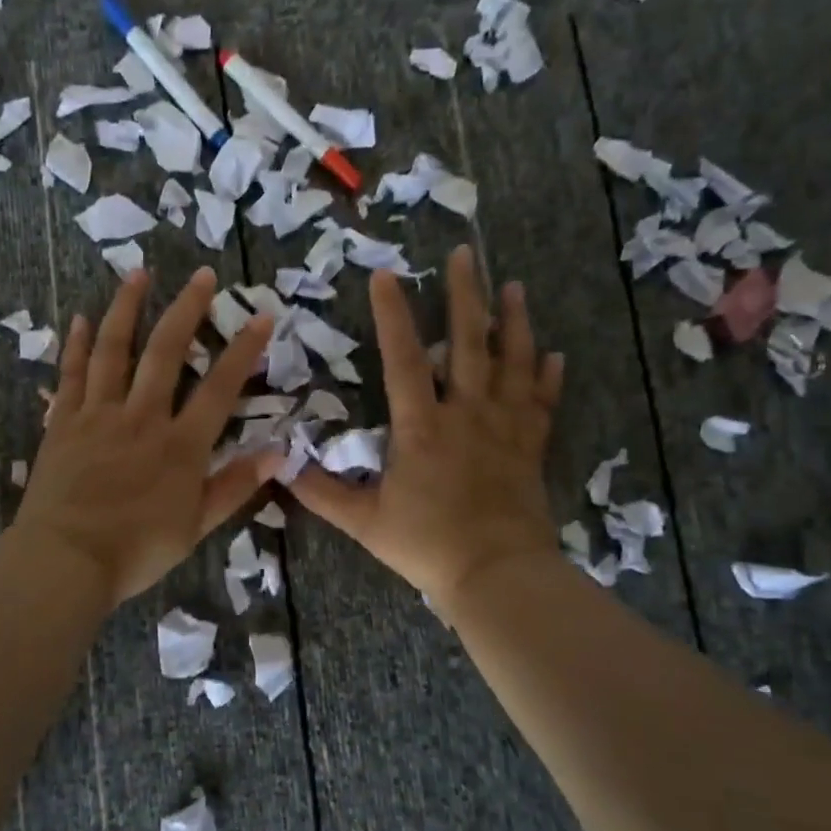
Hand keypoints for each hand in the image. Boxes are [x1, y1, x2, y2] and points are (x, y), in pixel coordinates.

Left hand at [13, 267, 274, 606]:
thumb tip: (279, 454)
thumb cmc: (136, 551)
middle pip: (166, 352)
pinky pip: (71, 374)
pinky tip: (81, 318)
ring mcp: (98, 415)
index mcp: (180, 445)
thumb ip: (236, 486)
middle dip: (188, 309)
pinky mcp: (63, 422)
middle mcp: (141, 417)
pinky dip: (76, 344)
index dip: (243, 350)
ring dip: (128, 308)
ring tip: (139, 274)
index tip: (261, 316)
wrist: (64, 561)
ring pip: (114, 350)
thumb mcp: (196, 527)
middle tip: (203, 275)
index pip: (219, 388)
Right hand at [289, 245, 564, 606]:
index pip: (402, 359)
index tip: (385, 275)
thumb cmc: (427, 545)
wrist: (497, 575)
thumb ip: (321, 492)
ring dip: (513, 322)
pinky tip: (552, 354)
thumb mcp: (364, 521)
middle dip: (465, 295)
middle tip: (466, 254)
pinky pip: (541, 402)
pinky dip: (546, 376)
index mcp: (421, 427)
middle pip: (467, 343)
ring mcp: (504, 428)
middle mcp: (466, 414)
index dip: (392, 315)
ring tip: (515, 287)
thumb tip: (278, 466)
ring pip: (512, 363)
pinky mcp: (530, 447)